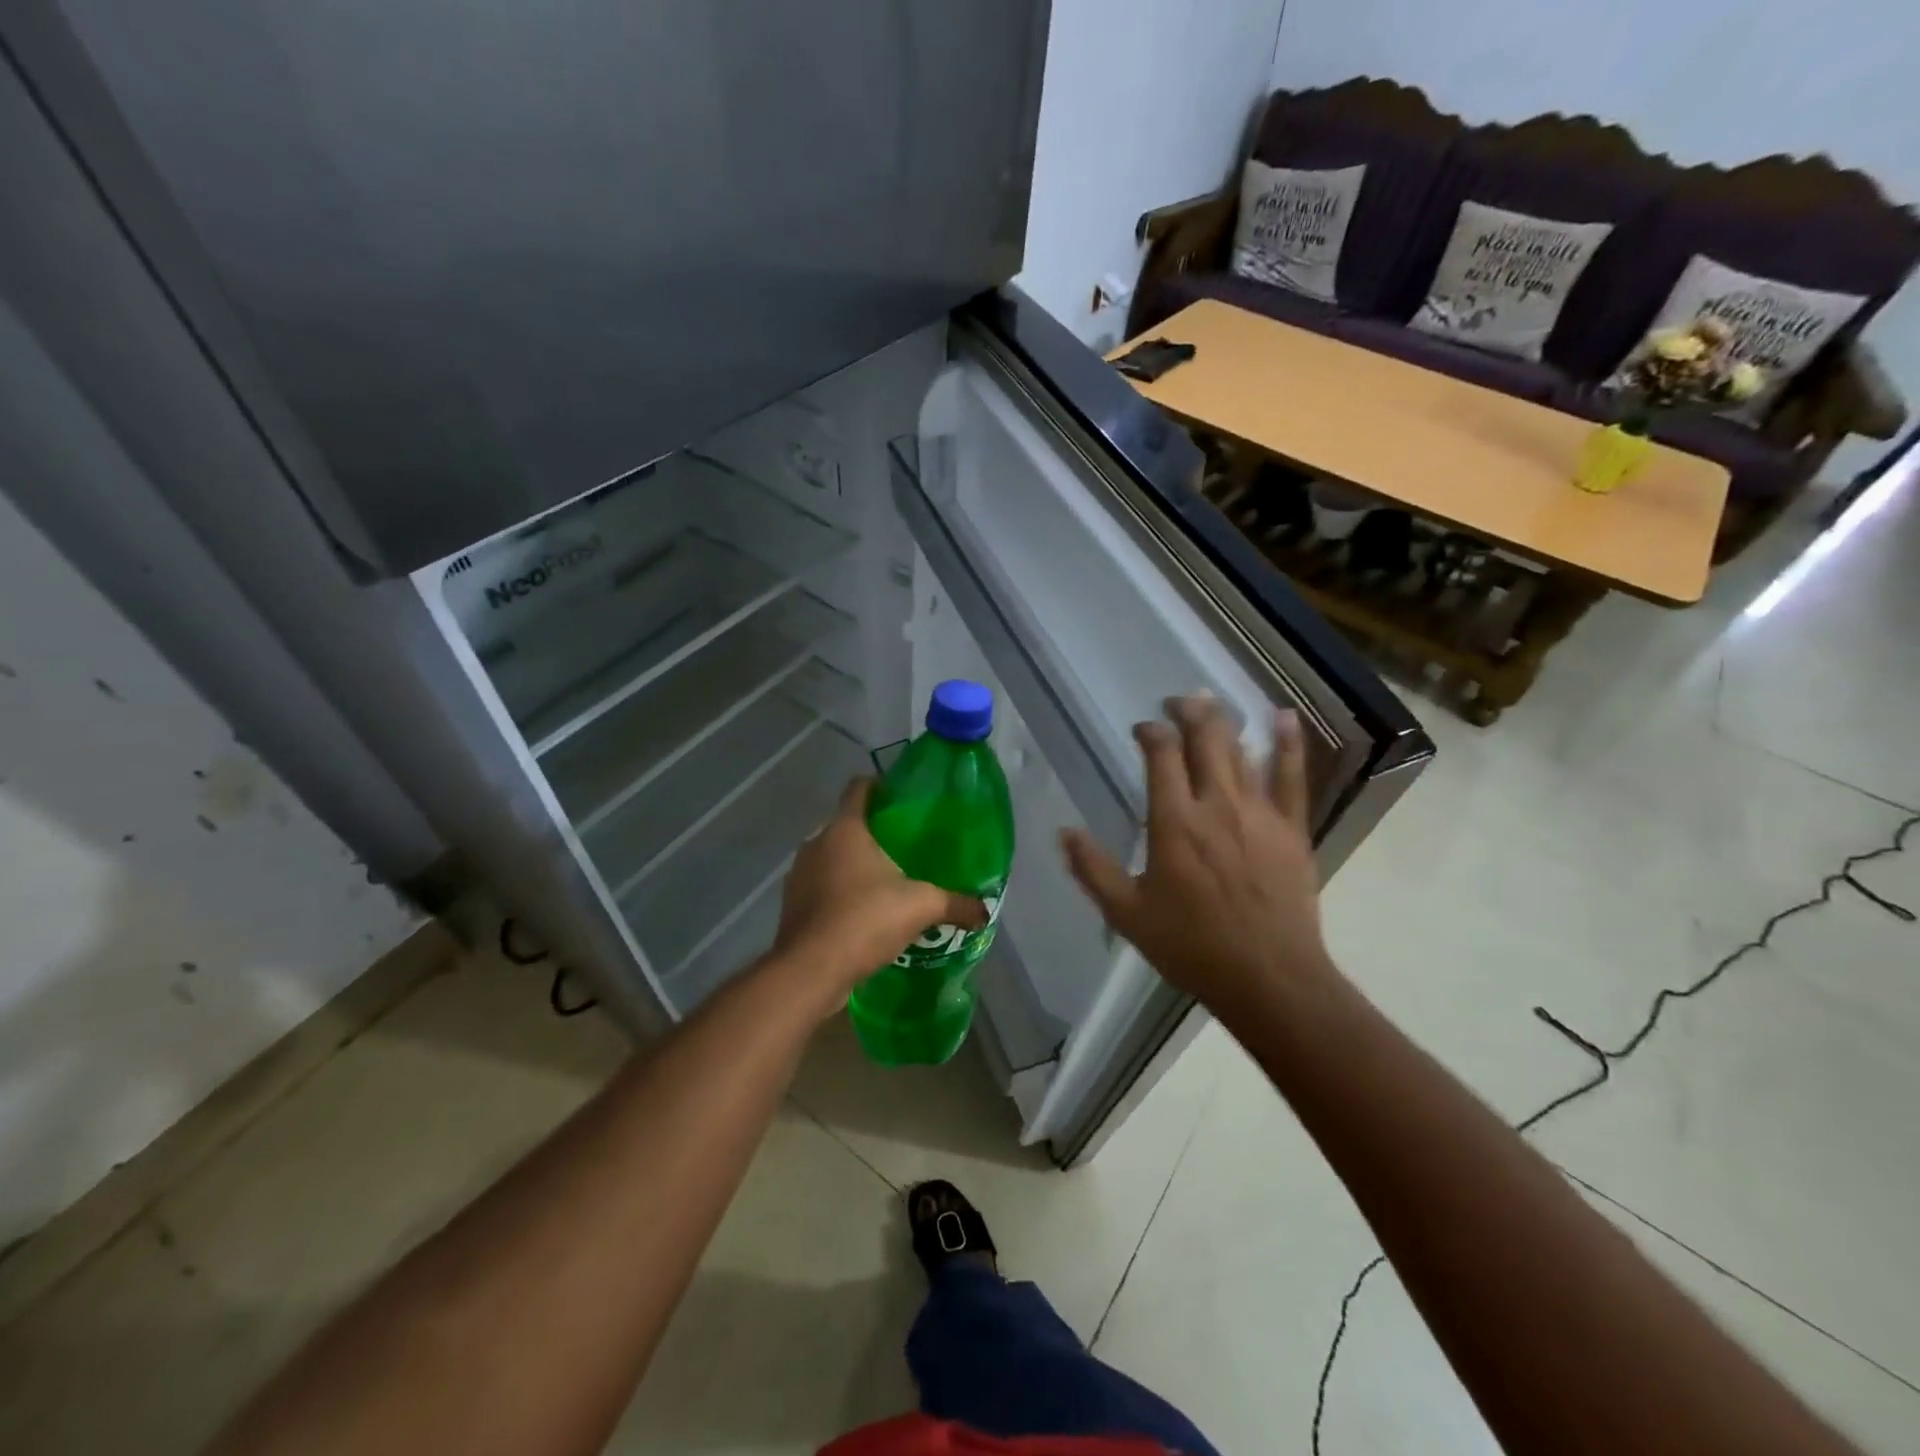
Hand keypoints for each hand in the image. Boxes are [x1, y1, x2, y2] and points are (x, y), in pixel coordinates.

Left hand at [771, 777, 986, 1013]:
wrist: (811, 970)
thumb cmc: (865, 920)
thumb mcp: (921, 907)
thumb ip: (956, 904)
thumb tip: (984, 911)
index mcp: (846, 828)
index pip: (859, 788)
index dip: (880, 786)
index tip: (901, 798)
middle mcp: (817, 842)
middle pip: (846, 823)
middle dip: (872, 832)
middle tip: (904, 847)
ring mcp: (799, 873)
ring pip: (831, 856)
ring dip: (853, 864)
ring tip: (884, 882)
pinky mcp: (791, 903)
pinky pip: (820, 885)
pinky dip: (838, 892)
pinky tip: (861, 912)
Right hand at [1060, 697, 1333, 1022]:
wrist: (1269, 978)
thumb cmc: (1192, 946)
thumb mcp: (1127, 914)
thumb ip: (1093, 869)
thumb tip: (1063, 831)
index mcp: (1174, 822)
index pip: (1161, 756)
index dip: (1150, 733)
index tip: (1141, 730)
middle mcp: (1216, 805)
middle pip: (1204, 740)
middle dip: (1188, 712)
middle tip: (1177, 701)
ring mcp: (1259, 812)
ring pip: (1241, 751)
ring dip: (1224, 722)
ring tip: (1210, 703)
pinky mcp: (1291, 828)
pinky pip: (1292, 776)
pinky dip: (1289, 743)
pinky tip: (1284, 716)